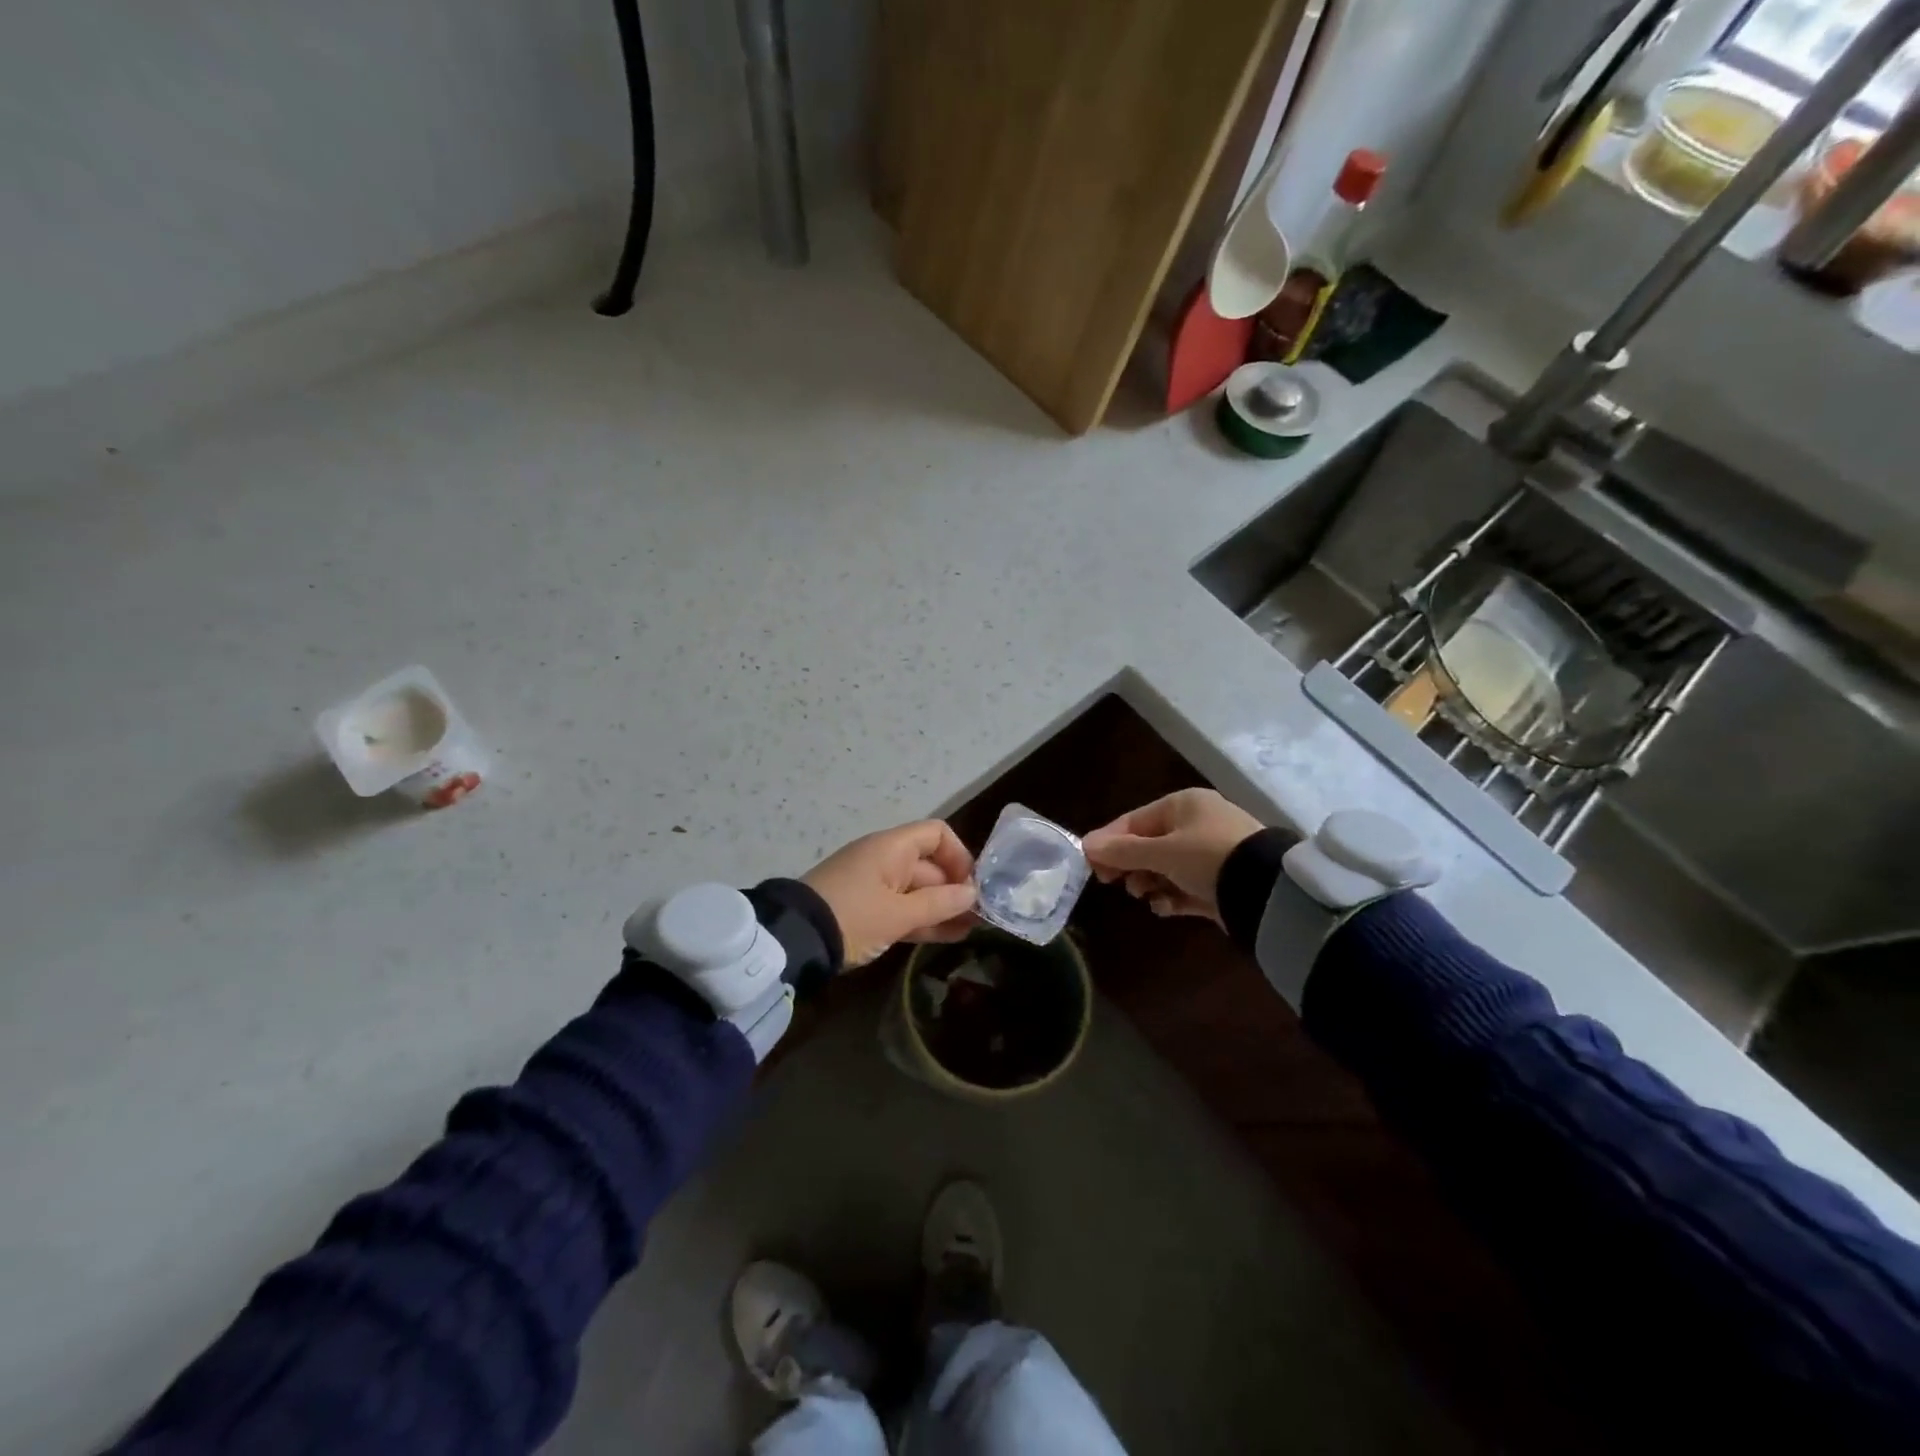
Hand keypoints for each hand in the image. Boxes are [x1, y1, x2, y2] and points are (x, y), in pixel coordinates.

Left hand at [803, 820, 978, 967]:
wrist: (795, 940)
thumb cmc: (852, 917)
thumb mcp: (898, 914)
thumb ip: (938, 904)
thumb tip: (972, 894)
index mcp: (892, 848)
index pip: (936, 834)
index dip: (959, 856)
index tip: (971, 886)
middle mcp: (886, 859)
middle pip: (930, 865)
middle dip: (956, 889)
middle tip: (979, 917)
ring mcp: (875, 885)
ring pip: (918, 891)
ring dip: (943, 908)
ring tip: (971, 930)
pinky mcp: (867, 909)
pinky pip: (903, 908)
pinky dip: (923, 919)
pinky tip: (949, 936)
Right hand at [1082, 788, 1261, 923]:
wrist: (1266, 890)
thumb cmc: (1207, 857)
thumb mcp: (1160, 852)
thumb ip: (1122, 851)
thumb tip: (1085, 844)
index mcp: (1182, 804)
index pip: (1133, 820)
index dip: (1109, 842)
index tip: (1092, 867)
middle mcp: (1197, 823)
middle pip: (1148, 845)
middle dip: (1131, 865)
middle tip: (1115, 884)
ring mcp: (1211, 853)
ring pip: (1166, 868)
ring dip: (1150, 882)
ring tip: (1146, 896)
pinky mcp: (1222, 881)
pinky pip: (1186, 886)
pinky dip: (1172, 897)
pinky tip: (1166, 907)